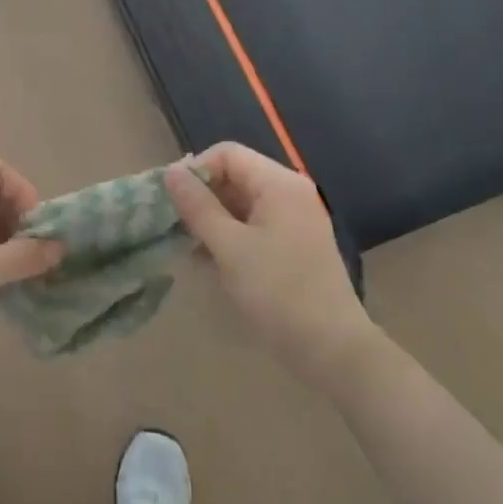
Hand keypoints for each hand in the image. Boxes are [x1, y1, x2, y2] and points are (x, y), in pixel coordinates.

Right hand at [165, 144, 374, 378]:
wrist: (331, 349)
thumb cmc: (277, 292)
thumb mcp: (229, 247)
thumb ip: (197, 206)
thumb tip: (171, 172)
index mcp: (279, 184)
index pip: (227, 154)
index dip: (196, 170)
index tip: (171, 201)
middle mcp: (290, 192)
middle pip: (235, 176)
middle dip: (201, 197)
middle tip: (175, 225)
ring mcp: (295, 219)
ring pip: (241, 203)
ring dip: (212, 219)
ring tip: (188, 247)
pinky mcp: (294, 244)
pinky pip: (254, 225)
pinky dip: (230, 235)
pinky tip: (209, 261)